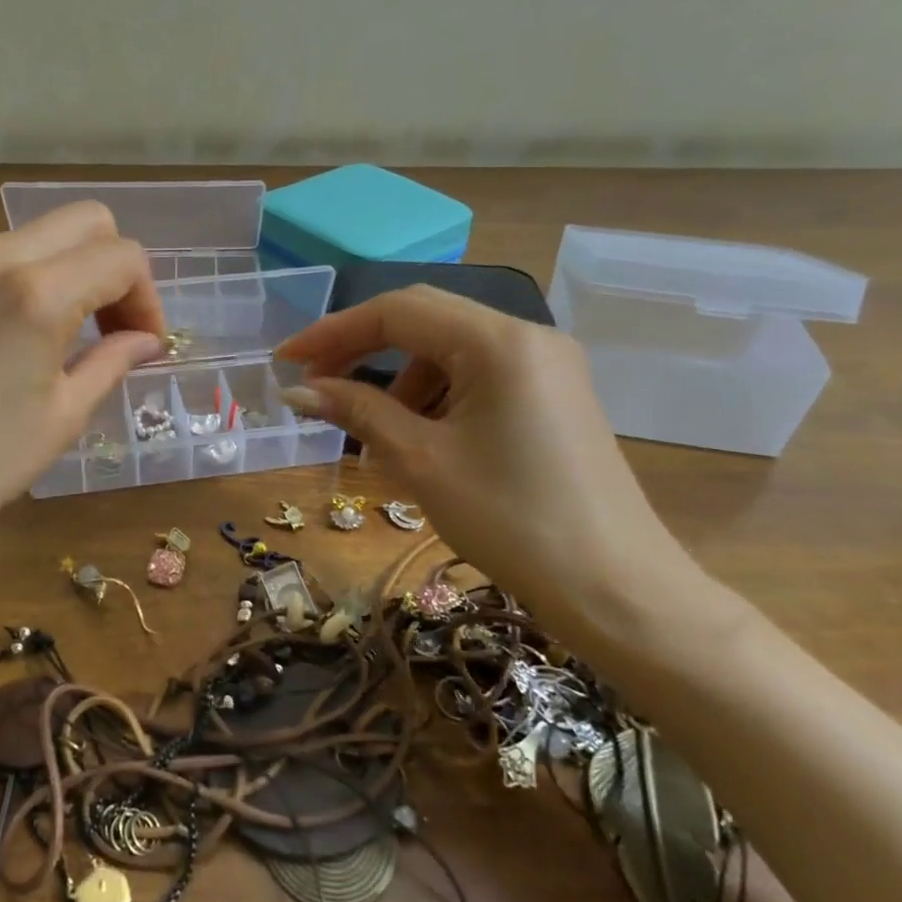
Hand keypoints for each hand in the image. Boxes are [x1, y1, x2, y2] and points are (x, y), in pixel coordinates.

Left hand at [0, 202, 165, 550]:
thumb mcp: (63, 416)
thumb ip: (113, 360)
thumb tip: (146, 340)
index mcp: (37, 295)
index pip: (122, 256)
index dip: (147, 297)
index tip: (140, 342)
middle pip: (82, 221)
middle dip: (110, 266)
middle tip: (106, 324)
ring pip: (27, 237)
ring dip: (56, 273)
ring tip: (46, 337)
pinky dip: (2, 284)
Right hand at [275, 286, 718, 659]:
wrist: (616, 589)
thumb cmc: (511, 521)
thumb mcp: (421, 461)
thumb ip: (356, 411)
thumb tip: (297, 390)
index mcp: (497, 341)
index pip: (397, 311)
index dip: (332, 331)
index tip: (285, 360)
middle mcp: (527, 335)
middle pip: (424, 319)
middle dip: (362, 347)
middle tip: (316, 384)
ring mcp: (547, 363)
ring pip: (451, 348)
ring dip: (400, 377)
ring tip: (374, 429)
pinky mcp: (555, 392)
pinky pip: (479, 373)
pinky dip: (437, 393)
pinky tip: (422, 436)